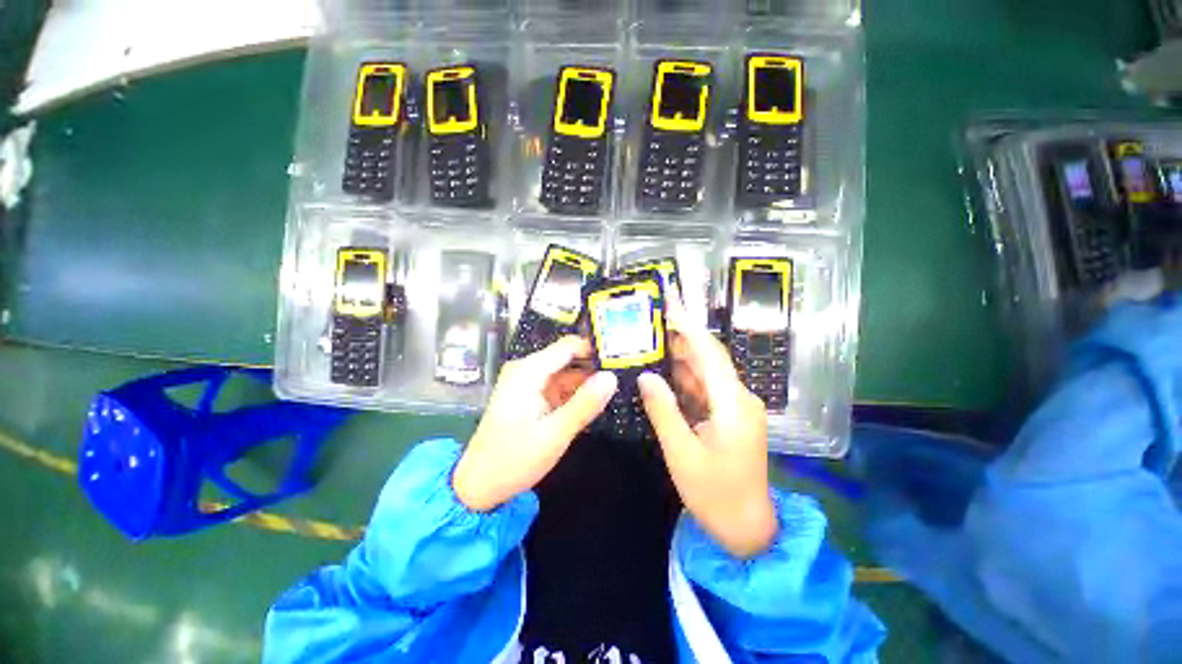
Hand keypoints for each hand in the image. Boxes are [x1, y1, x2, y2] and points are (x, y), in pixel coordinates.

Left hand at [453, 336, 617, 511]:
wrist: (479, 485)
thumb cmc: (514, 459)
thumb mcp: (555, 434)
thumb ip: (585, 404)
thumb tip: (612, 377)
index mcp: (529, 371)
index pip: (569, 346)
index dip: (596, 349)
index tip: (623, 359)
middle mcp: (527, 369)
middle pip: (568, 358)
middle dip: (595, 367)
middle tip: (625, 377)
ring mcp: (528, 382)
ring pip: (566, 374)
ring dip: (587, 382)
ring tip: (618, 389)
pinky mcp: (531, 395)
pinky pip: (559, 387)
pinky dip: (575, 394)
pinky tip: (595, 403)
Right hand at [638, 298, 777, 558]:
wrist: (746, 528)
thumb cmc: (715, 494)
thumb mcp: (682, 453)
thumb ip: (664, 410)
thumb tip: (646, 376)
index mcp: (733, 403)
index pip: (709, 352)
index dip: (689, 325)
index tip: (670, 303)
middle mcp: (738, 397)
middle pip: (708, 357)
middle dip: (682, 335)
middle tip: (652, 319)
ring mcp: (734, 406)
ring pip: (705, 371)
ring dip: (681, 355)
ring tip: (652, 338)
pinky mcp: (727, 415)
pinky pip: (704, 388)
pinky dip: (684, 377)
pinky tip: (664, 370)